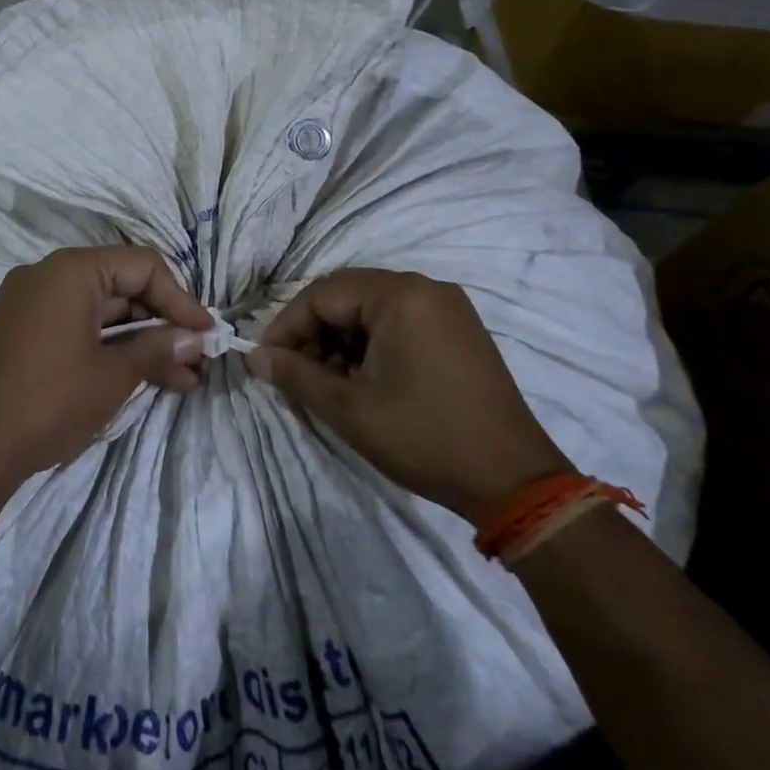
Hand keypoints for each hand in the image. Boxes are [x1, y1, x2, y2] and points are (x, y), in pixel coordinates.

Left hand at [0, 246, 215, 482]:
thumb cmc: (52, 400)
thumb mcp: (114, 374)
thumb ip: (158, 347)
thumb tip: (195, 338)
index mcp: (71, 270)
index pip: (142, 266)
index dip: (180, 298)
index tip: (206, 333)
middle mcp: (48, 274)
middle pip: (121, 285)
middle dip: (162, 324)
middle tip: (196, 358)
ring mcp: (32, 302)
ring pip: (102, 310)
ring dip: (140, 341)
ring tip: (182, 378)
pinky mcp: (23, 330)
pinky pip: (78, 325)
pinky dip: (108, 346)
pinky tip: (143, 376)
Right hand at [249, 269, 571, 521]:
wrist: (515, 481)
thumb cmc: (426, 438)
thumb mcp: (350, 410)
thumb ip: (296, 376)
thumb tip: (254, 357)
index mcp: (400, 295)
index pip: (322, 294)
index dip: (287, 326)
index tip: (266, 360)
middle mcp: (425, 288)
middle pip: (347, 297)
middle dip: (313, 333)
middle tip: (295, 372)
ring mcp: (447, 307)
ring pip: (371, 310)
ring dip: (341, 340)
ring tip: (328, 382)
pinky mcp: (459, 330)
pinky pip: (399, 321)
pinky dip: (371, 344)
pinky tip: (362, 380)